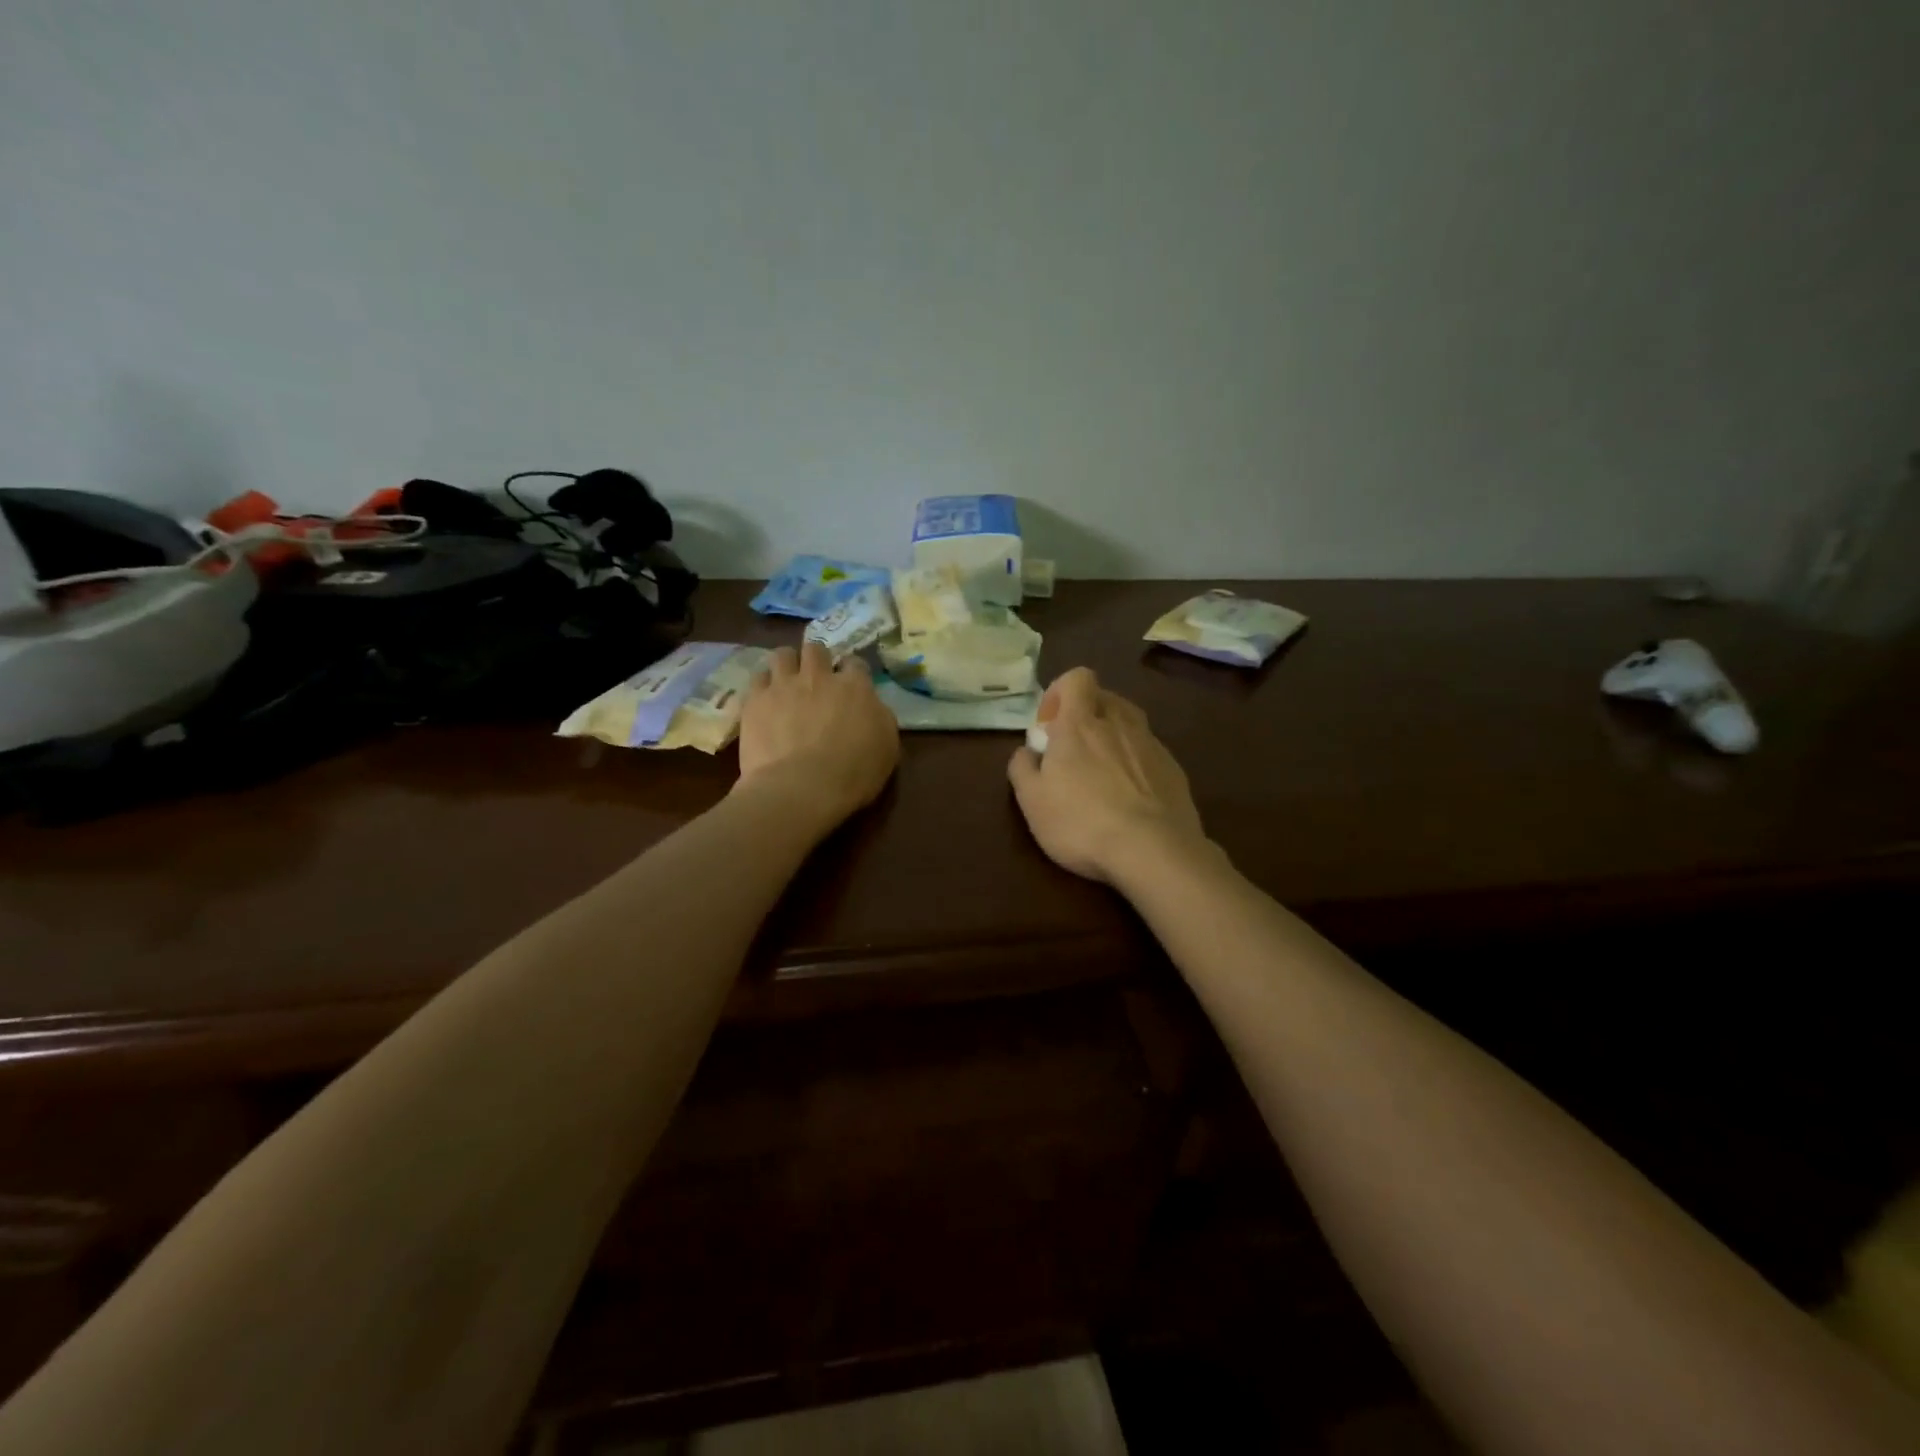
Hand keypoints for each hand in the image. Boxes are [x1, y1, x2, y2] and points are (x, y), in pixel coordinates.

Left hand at [736, 642, 900, 830]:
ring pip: (783, 655)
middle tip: (816, 680)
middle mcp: (818, 676)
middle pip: (816, 649)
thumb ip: (879, 718)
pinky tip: (765, 699)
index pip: (855, 663)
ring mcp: (784, 685)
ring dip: (787, 664)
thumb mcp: (888, 748)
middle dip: (817, 660)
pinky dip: (763, 686)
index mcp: (855, 687)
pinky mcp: (755, 701)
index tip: (850, 685)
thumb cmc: (854, 774)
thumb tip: (871, 706)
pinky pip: (757, 678)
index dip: (852, 672)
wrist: (802, 789)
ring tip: (786, 681)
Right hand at [1007, 667, 1207, 883]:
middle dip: (1086, 715)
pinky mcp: (1174, 769)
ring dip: (1112, 736)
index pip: (1077, 678)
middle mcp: (1119, 723)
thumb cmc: (1081, 822)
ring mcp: (1151, 745)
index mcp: (1081, 723)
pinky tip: (1130, 797)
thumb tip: (1026, 752)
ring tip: (1102, 773)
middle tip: (1073, 751)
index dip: (1060, 693)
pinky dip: (1135, 763)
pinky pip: (1149, 752)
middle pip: (1105, 698)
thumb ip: (1022, 768)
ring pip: (1130, 723)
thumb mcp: (1031, 801)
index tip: (1050, 726)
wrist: (1153, 850)